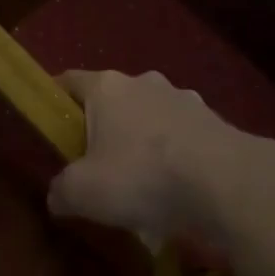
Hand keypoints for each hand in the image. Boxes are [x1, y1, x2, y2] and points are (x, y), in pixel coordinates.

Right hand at [47, 69, 274, 254]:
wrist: (226, 182)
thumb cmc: (142, 176)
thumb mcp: (84, 193)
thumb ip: (61, 190)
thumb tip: (57, 195)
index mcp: (107, 87)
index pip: (68, 80)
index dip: (54, 101)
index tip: (48, 127)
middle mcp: (144, 82)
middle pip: (111, 99)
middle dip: (101, 127)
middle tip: (94, 164)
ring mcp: (183, 98)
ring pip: (149, 116)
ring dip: (141, 141)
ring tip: (141, 183)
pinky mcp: (212, 120)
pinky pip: (180, 135)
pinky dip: (173, 155)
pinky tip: (176, 188)